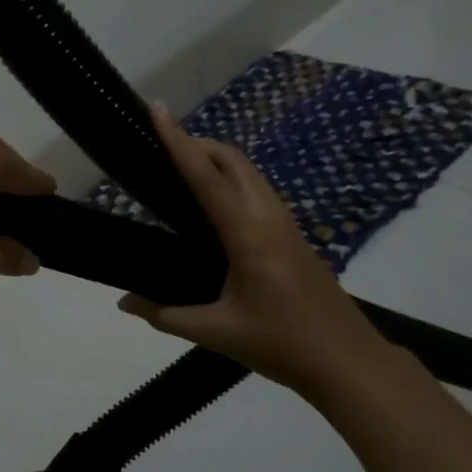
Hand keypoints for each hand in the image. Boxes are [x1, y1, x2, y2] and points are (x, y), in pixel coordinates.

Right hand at [118, 103, 391, 398]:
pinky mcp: (294, 237)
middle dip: (198, 143)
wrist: (348, 361)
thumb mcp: (217, 333)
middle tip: (162, 146)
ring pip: (251, 173)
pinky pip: (259, 192)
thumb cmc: (281, 345)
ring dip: (218, 160)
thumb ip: (165, 314)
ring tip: (184, 170)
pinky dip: (233, 180)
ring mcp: (287, 225)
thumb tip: (123, 302)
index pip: (206, 177)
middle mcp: (269, 218)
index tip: (157, 109)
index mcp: (247, 235)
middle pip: (234, 161)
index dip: (178, 141)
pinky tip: (216, 206)